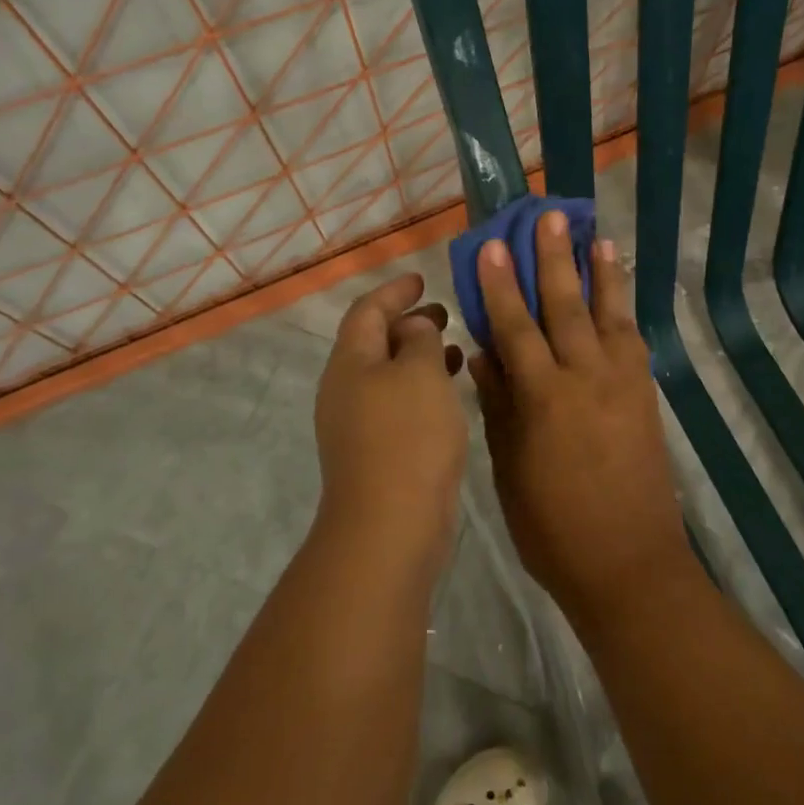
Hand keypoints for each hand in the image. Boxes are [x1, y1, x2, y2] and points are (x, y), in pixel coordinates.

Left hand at [313, 273, 469, 570]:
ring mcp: (357, 424)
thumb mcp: (420, 372)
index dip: (394, 291)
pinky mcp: (375, 452)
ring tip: (457, 349)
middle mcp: (346, 388)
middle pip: (374, 341)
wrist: (390, 526)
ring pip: (388, 374)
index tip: (421, 278)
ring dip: (419, 356)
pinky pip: (398, 403)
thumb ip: (419, 339)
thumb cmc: (407, 436)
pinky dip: (422, 388)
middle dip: (408, 323)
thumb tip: (412, 327)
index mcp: (350, 361)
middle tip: (445, 313)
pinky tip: (450, 394)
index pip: (367, 310)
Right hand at [469, 213, 693, 626]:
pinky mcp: (645, 397)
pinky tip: (619, 294)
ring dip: (600, 273)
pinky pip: (633, 342)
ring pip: (608, 315)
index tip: (492, 244)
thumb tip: (483, 354)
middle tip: (549, 217)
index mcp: (544, 399)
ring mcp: (622, 385)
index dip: (500, 284)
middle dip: (553, 259)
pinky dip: (625, 311)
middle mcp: (586, 379)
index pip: (516, 327)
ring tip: (597, 236)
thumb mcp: (509, 469)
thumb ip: (499, 405)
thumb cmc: (553, 528)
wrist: (630, 567)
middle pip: (565, 307)